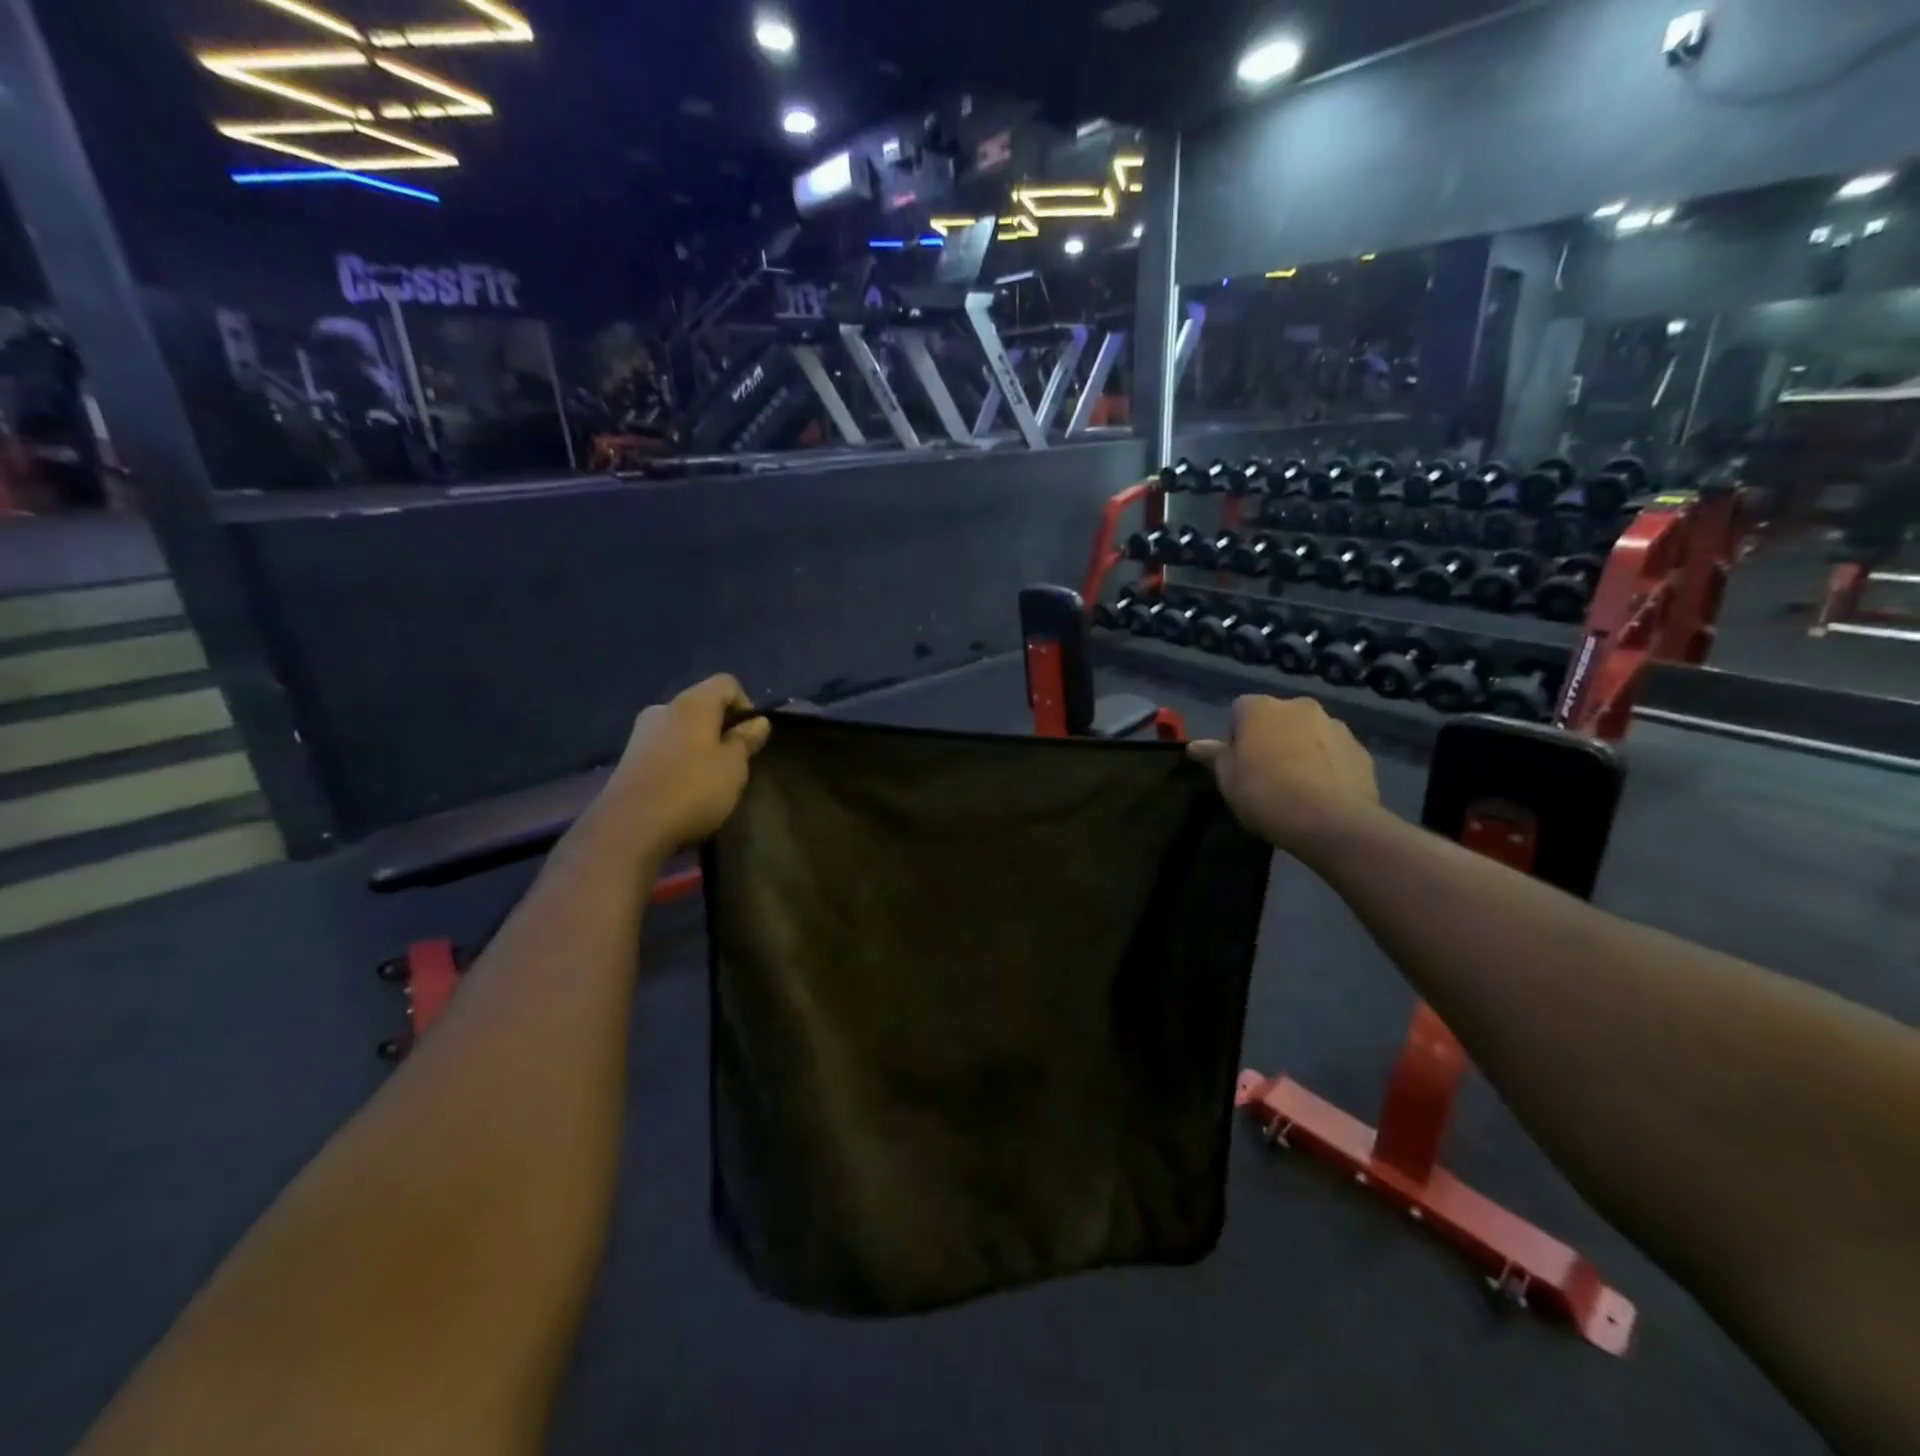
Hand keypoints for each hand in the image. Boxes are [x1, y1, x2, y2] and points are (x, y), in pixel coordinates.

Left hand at [599, 675, 771, 853]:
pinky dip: (679, 762)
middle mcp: (663, 708)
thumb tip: (757, 721)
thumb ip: (746, 740)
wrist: (629, 828)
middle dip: (722, 728)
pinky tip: (683, 790)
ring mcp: (641, 733)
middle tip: (734, 761)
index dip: (745, 705)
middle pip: (702, 706)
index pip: (726, 683)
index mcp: (693, 702)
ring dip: (699, 746)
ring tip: (710, 780)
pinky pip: (664, 749)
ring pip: (681, 729)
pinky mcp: (628, 759)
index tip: (751, 737)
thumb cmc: (692, 789)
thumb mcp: (734, 767)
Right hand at [1189, 696, 1381, 859]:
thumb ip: (1214, 756)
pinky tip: (1322, 793)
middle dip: (1272, 738)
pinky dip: (1327, 765)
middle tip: (1266, 774)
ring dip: (1301, 749)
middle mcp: (1299, 706)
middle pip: (1278, 718)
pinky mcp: (1360, 749)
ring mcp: (1335, 725)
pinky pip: (1335, 752)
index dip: (1237, 736)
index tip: (1239, 763)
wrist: (1331, 821)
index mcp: (1260, 708)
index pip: (1240, 710)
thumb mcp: (1228, 779)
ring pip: (1309, 733)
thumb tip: (1195, 745)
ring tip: (1297, 786)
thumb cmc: (1265, 794)